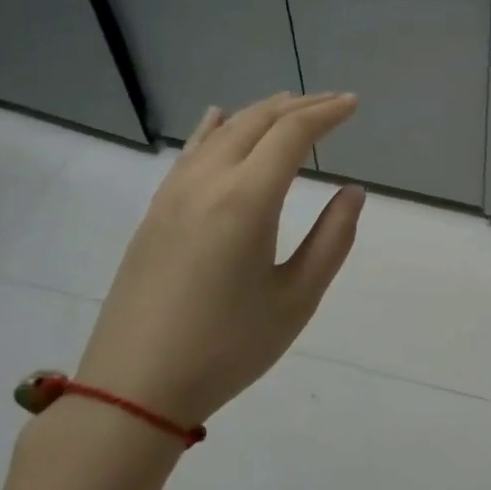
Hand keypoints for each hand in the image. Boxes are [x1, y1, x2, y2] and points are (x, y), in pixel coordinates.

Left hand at [75, 93, 365, 426]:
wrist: (136, 386)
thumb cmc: (228, 346)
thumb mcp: (297, 298)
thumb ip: (332, 239)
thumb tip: (352, 192)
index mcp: (246, 200)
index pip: (292, 135)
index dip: (326, 114)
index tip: (354, 105)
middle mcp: (206, 183)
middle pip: (256, 123)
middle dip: (298, 107)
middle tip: (332, 103)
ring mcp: (173, 195)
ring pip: (221, 132)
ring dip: (259, 113)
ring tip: (289, 104)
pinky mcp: (155, 213)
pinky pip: (190, 153)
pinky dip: (214, 129)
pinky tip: (218, 118)